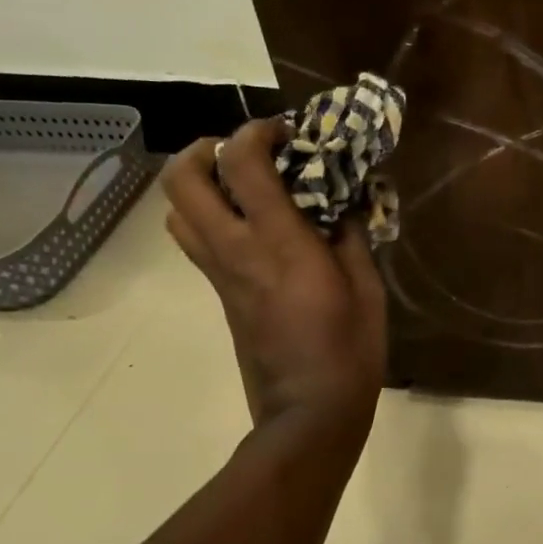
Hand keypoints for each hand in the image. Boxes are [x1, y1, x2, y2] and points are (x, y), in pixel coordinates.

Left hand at [161, 118, 386, 437]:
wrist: (308, 410)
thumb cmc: (350, 347)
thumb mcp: (367, 285)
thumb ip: (350, 235)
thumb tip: (342, 204)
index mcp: (278, 243)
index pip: (243, 164)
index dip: (257, 133)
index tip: (287, 133)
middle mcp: (236, 250)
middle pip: (182, 180)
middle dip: (206, 149)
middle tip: (245, 151)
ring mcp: (220, 274)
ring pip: (176, 211)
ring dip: (199, 183)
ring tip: (241, 184)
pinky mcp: (219, 294)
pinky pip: (195, 240)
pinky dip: (209, 215)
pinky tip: (250, 224)